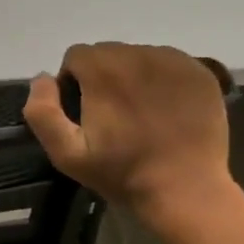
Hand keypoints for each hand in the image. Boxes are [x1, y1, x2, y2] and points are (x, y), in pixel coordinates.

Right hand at [24, 42, 236, 241]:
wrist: (186, 191)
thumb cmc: (122, 173)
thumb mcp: (66, 153)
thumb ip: (42, 111)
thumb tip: (42, 78)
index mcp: (102, 68)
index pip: (76, 56)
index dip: (73, 82)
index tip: (84, 111)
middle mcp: (138, 54)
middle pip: (108, 53)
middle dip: (103, 76)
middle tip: (113, 114)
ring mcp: (174, 61)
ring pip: (139, 56)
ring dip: (133, 76)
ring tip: (141, 112)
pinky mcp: (201, 73)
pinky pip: (170, 64)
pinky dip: (163, 80)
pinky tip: (166, 109)